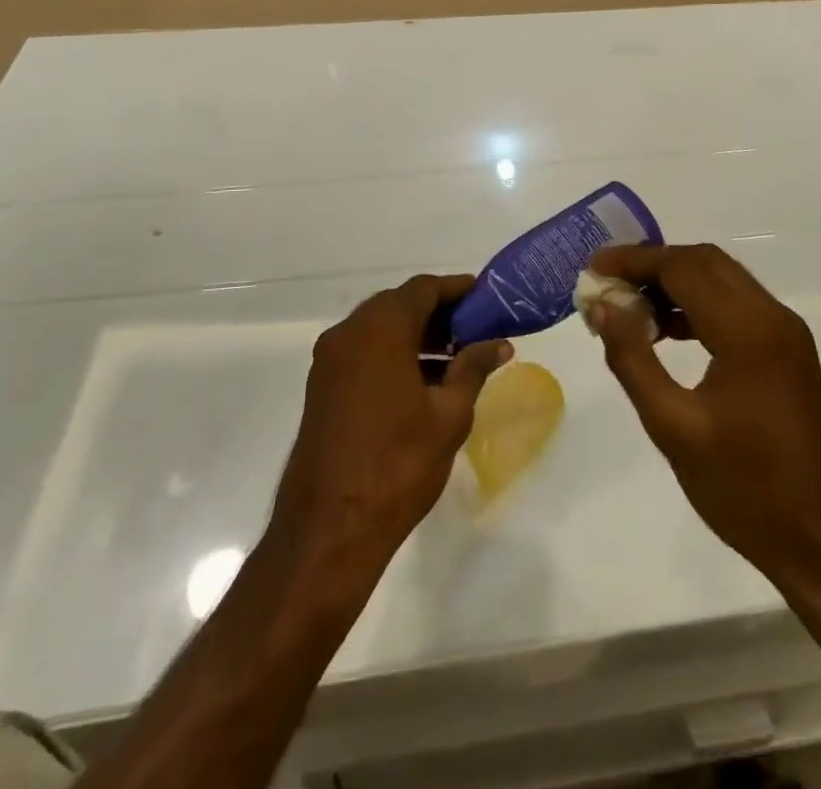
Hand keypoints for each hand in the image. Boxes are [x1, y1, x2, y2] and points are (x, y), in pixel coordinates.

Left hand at [268, 275, 509, 575]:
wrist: (329, 530)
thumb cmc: (398, 464)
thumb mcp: (450, 414)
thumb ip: (473, 368)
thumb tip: (499, 344)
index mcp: (379, 329)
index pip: (423, 289)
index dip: (457, 289)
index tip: (486, 299)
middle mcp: (348, 334)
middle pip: (399, 305)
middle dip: (439, 313)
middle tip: (475, 331)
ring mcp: (329, 361)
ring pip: (379, 330)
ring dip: (416, 336)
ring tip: (456, 360)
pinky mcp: (321, 388)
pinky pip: (363, 353)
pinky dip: (394, 355)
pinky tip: (424, 384)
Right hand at [586, 244, 820, 594]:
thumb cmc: (746, 491)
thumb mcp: (674, 428)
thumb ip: (632, 358)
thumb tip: (602, 306)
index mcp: (748, 331)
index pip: (683, 267)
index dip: (634, 261)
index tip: (593, 269)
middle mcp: (773, 317)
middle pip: (705, 262)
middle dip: (652, 265)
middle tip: (607, 284)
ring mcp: (785, 333)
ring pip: (722, 280)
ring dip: (674, 282)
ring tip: (628, 308)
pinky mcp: (788, 352)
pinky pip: (736, 306)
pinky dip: (697, 305)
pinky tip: (665, 333)